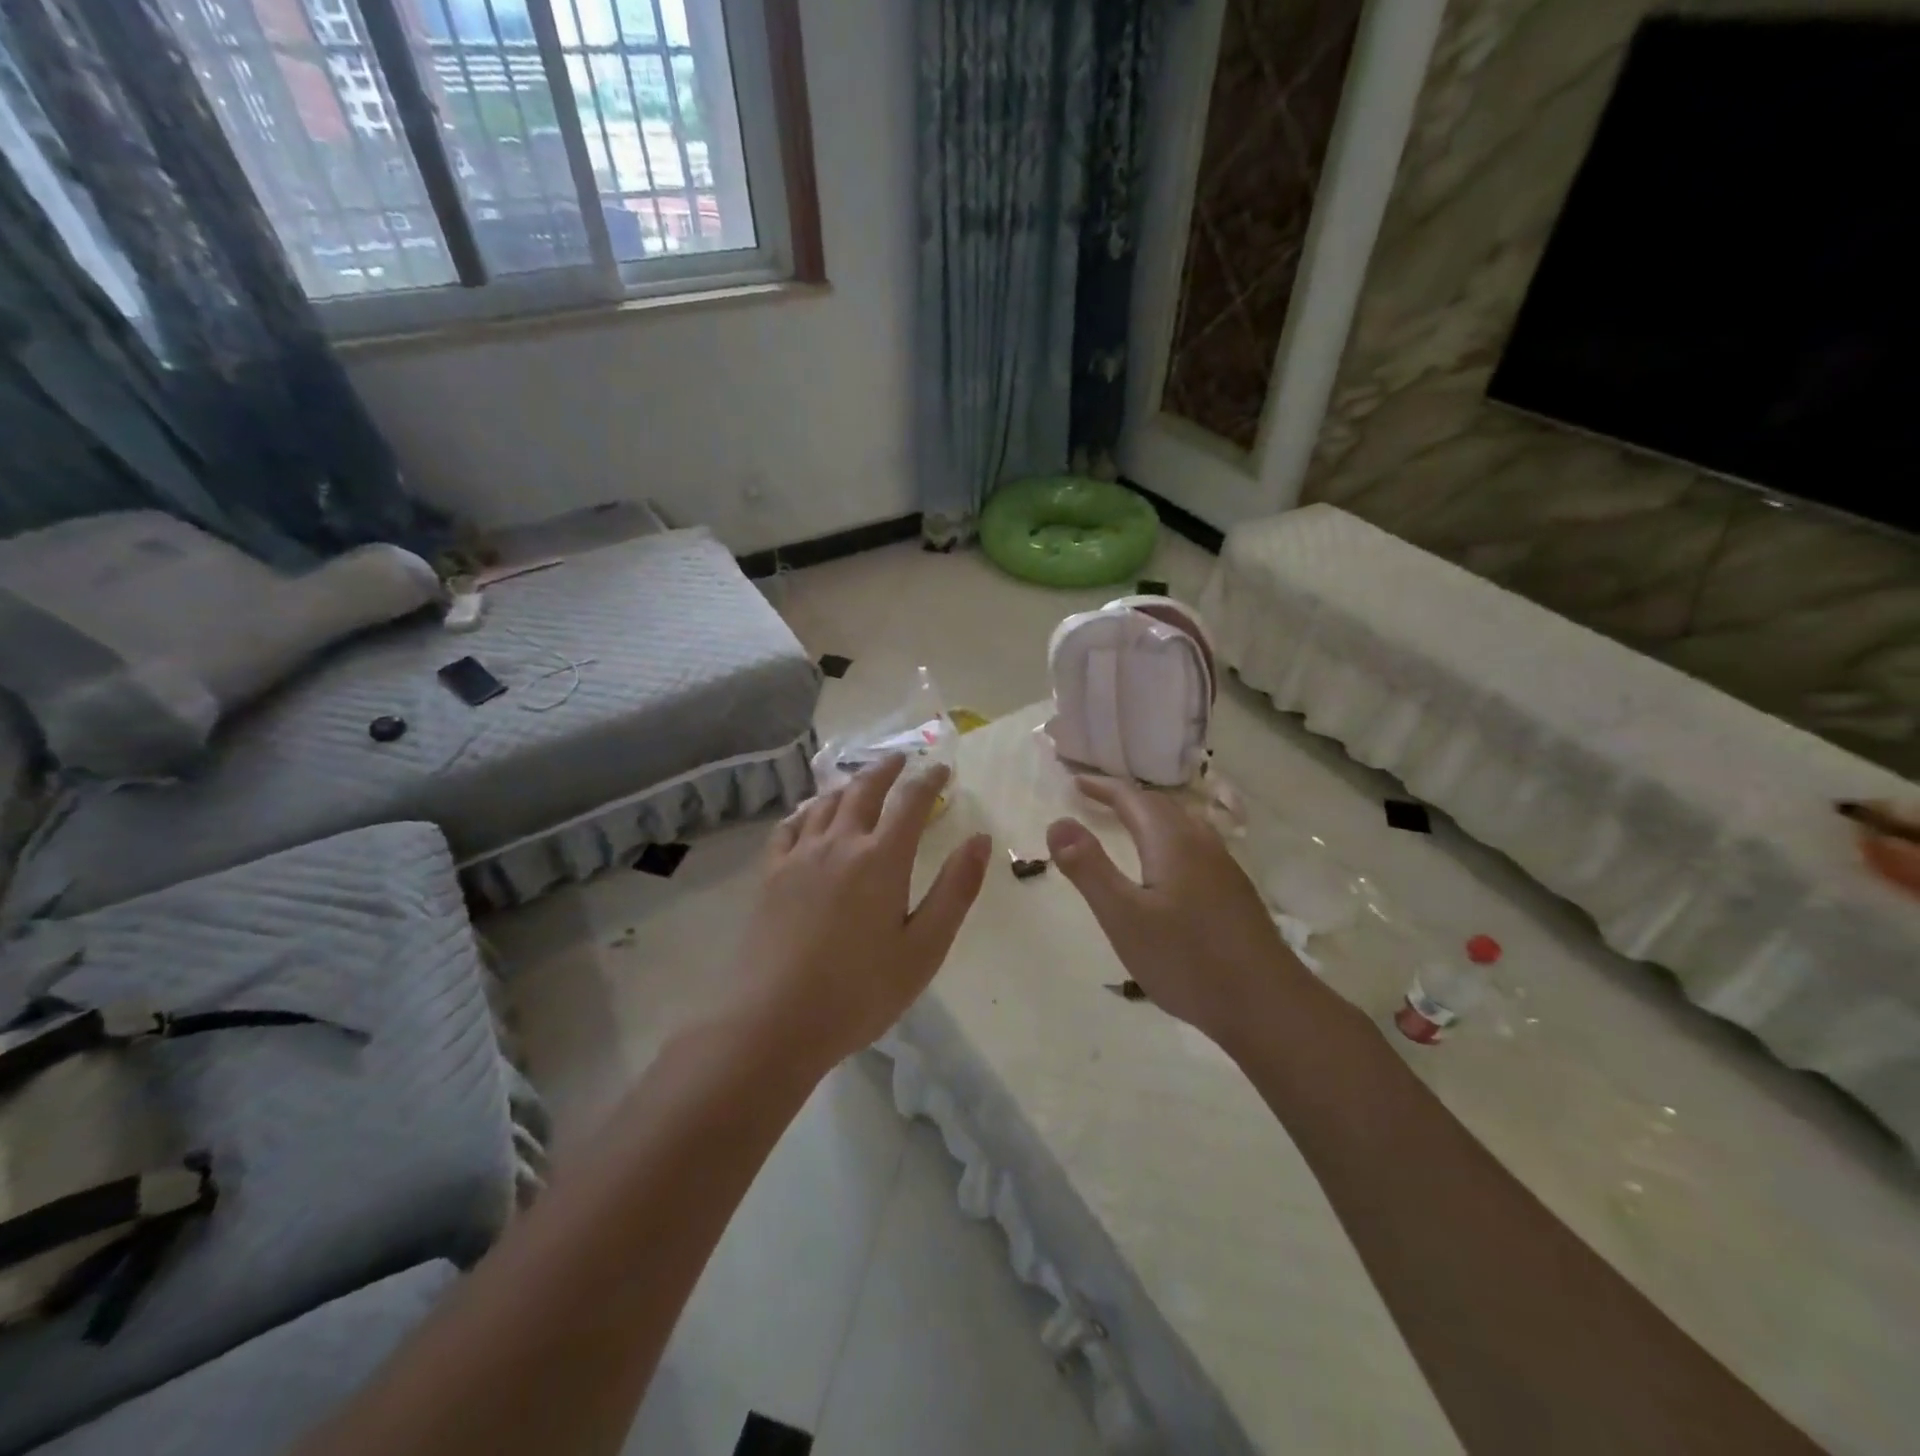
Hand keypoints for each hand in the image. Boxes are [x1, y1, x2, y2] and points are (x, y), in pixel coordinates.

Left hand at [731, 755, 991, 1071]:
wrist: (775, 1021)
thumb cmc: (860, 991)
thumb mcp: (924, 948)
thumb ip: (955, 890)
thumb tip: (980, 839)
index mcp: (881, 859)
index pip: (911, 802)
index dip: (929, 781)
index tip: (942, 769)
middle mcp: (839, 843)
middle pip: (864, 789)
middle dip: (887, 769)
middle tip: (901, 759)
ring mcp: (799, 856)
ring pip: (826, 803)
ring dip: (849, 785)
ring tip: (861, 782)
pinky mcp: (770, 875)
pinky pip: (789, 827)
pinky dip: (806, 811)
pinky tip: (809, 816)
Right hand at [1046, 776, 1309, 1048]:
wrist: (1267, 1005)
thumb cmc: (1186, 960)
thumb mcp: (1123, 916)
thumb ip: (1089, 868)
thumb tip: (1058, 822)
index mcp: (1172, 842)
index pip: (1133, 798)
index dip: (1103, 787)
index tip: (1075, 782)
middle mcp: (1201, 844)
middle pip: (1160, 806)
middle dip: (1126, 798)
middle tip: (1095, 798)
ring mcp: (1224, 868)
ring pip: (1182, 825)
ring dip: (1150, 816)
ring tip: (1128, 824)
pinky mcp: (1235, 892)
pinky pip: (1195, 846)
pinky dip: (1169, 838)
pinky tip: (1168, 867)